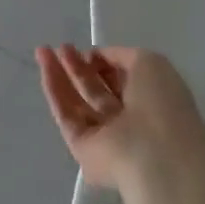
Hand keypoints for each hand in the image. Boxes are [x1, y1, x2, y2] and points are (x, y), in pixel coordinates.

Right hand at [36, 45, 202, 189]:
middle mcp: (128, 120)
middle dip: (79, 66)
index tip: (89, 50)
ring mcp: (105, 137)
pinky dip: (54, 89)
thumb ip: (121, 55)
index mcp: (150, 101)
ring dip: (61, 74)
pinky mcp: (83, 149)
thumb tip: (98, 58)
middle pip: (97, 90)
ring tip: (43, 51)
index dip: (104, 62)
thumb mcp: (149, 62)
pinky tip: (45, 66)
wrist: (156, 156)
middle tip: (62, 47)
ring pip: (78, 102)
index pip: (122, 79)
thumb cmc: (161, 104)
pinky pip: (66, 115)